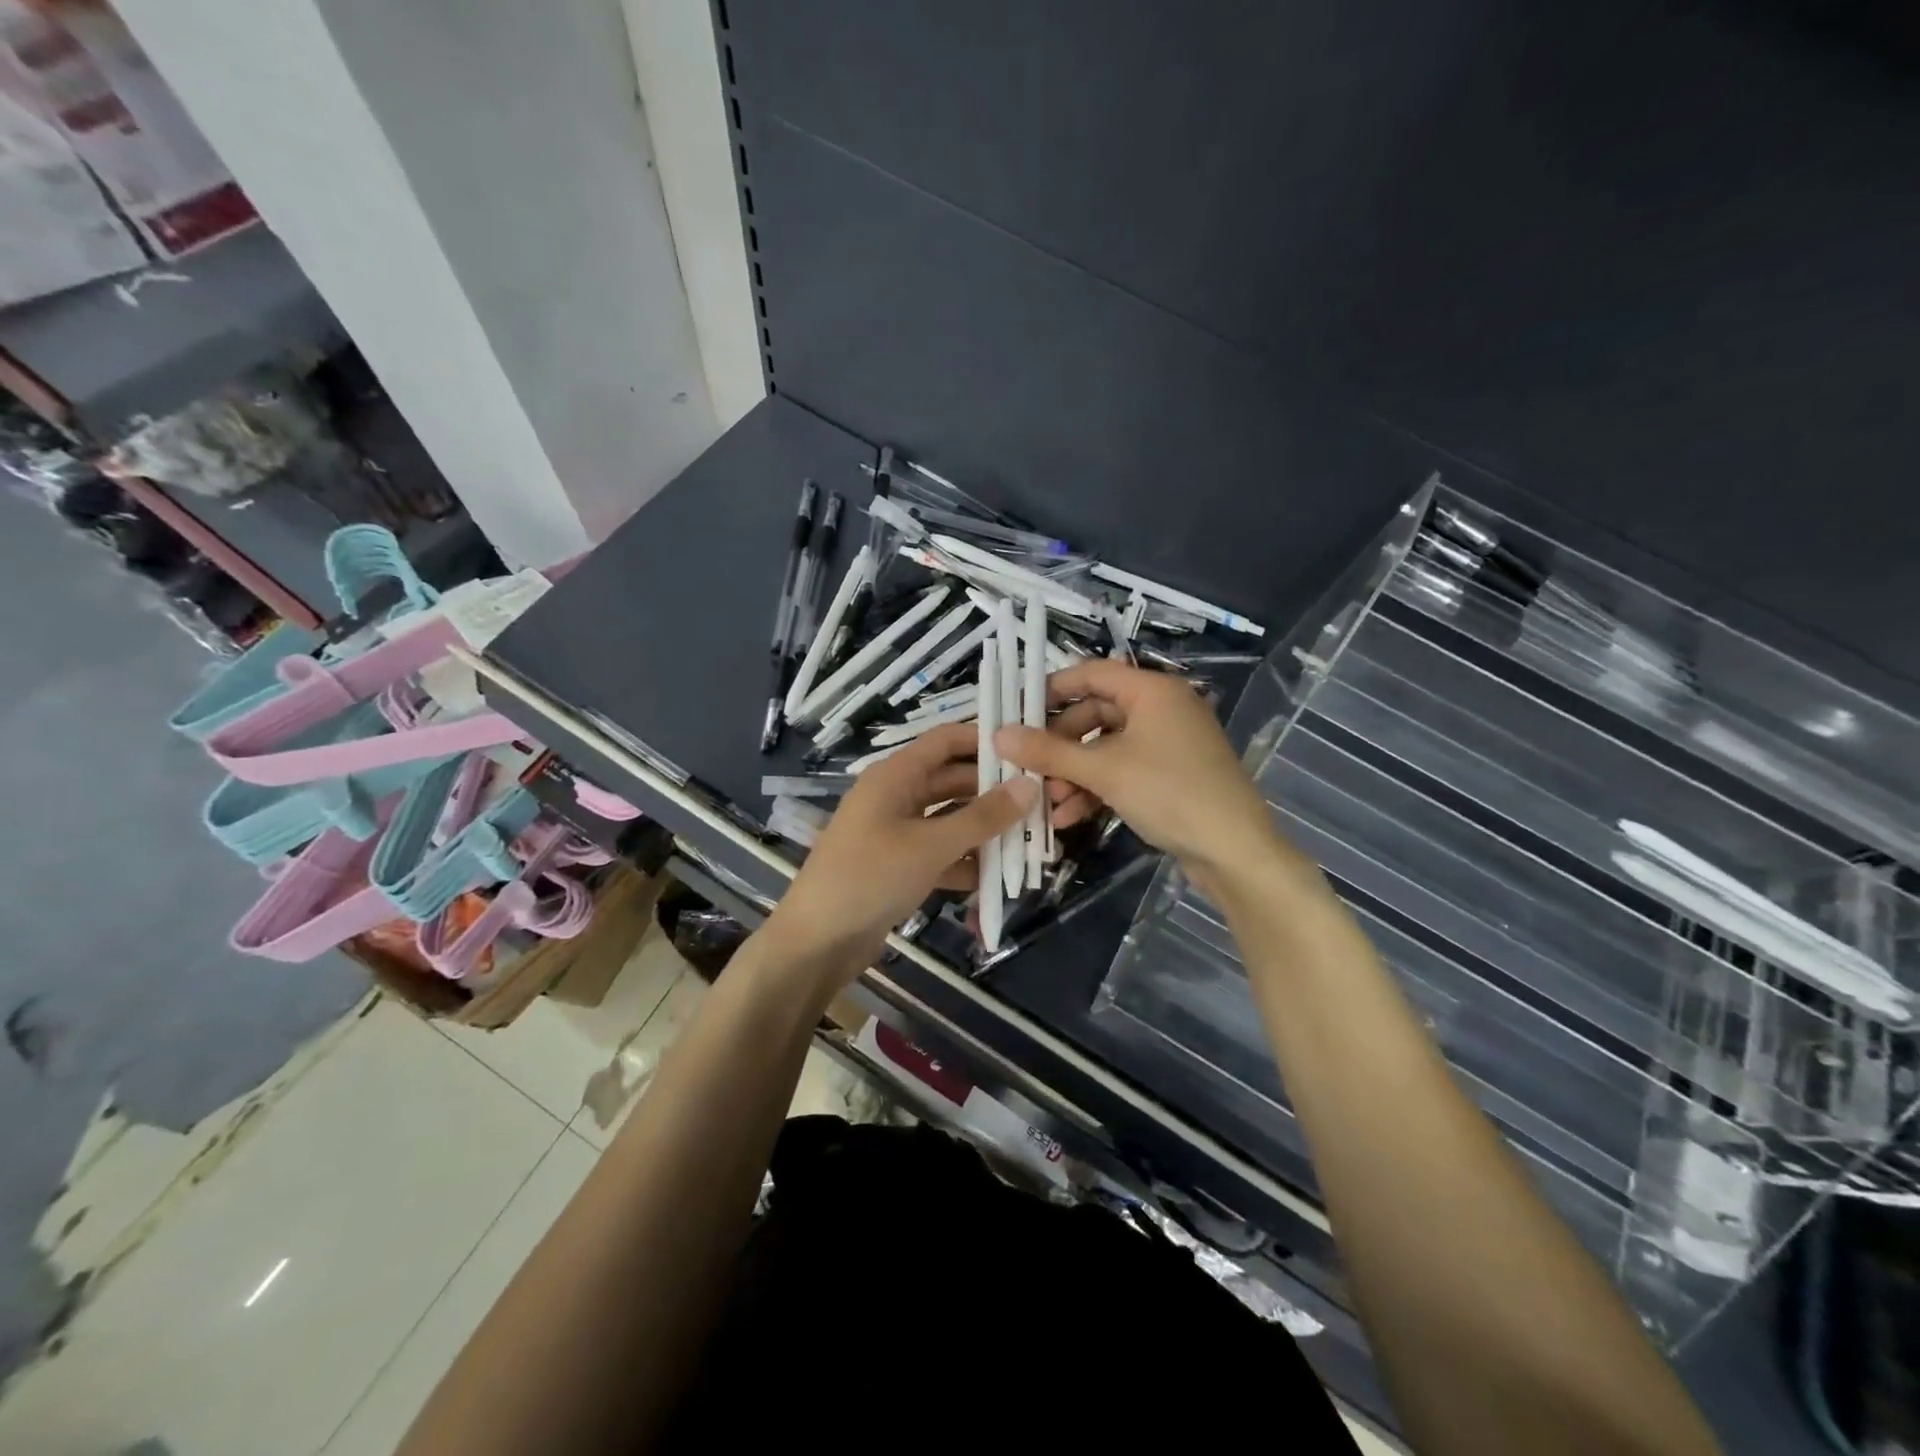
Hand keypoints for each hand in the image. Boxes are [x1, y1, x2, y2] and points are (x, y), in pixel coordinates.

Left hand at [769, 723, 1036, 980]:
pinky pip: (941, 852)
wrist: (817, 942)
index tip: (1029, 750)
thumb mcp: (931, 845)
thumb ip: (983, 816)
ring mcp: (896, 832)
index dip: (985, 740)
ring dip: (984, 830)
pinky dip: (966, 861)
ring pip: (950, 819)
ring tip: (1031, 838)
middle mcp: (896, 796)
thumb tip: (1031, 785)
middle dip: (994, 791)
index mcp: (895, 776)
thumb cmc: (870, 877)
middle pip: (953, 780)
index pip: (946, 741)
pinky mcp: (899, 866)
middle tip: (1041, 801)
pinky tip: (999, 876)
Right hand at [995, 659, 1280, 888]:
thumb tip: (998, 735)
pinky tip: (1070, 817)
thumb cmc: (1169, 793)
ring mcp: (1167, 744)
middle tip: (1029, 766)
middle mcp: (1161, 709)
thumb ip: (1049, 751)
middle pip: (1095, 714)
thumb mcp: (1103, 771)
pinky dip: (1096, 789)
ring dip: (1074, 773)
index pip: (1092, 674)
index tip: (1017, 711)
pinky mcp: (1170, 776)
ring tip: (1048, 801)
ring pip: (1106, 748)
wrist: (1234, 851)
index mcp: (1152, 691)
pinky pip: (1122, 771)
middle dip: (1060, 745)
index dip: (1052, 689)